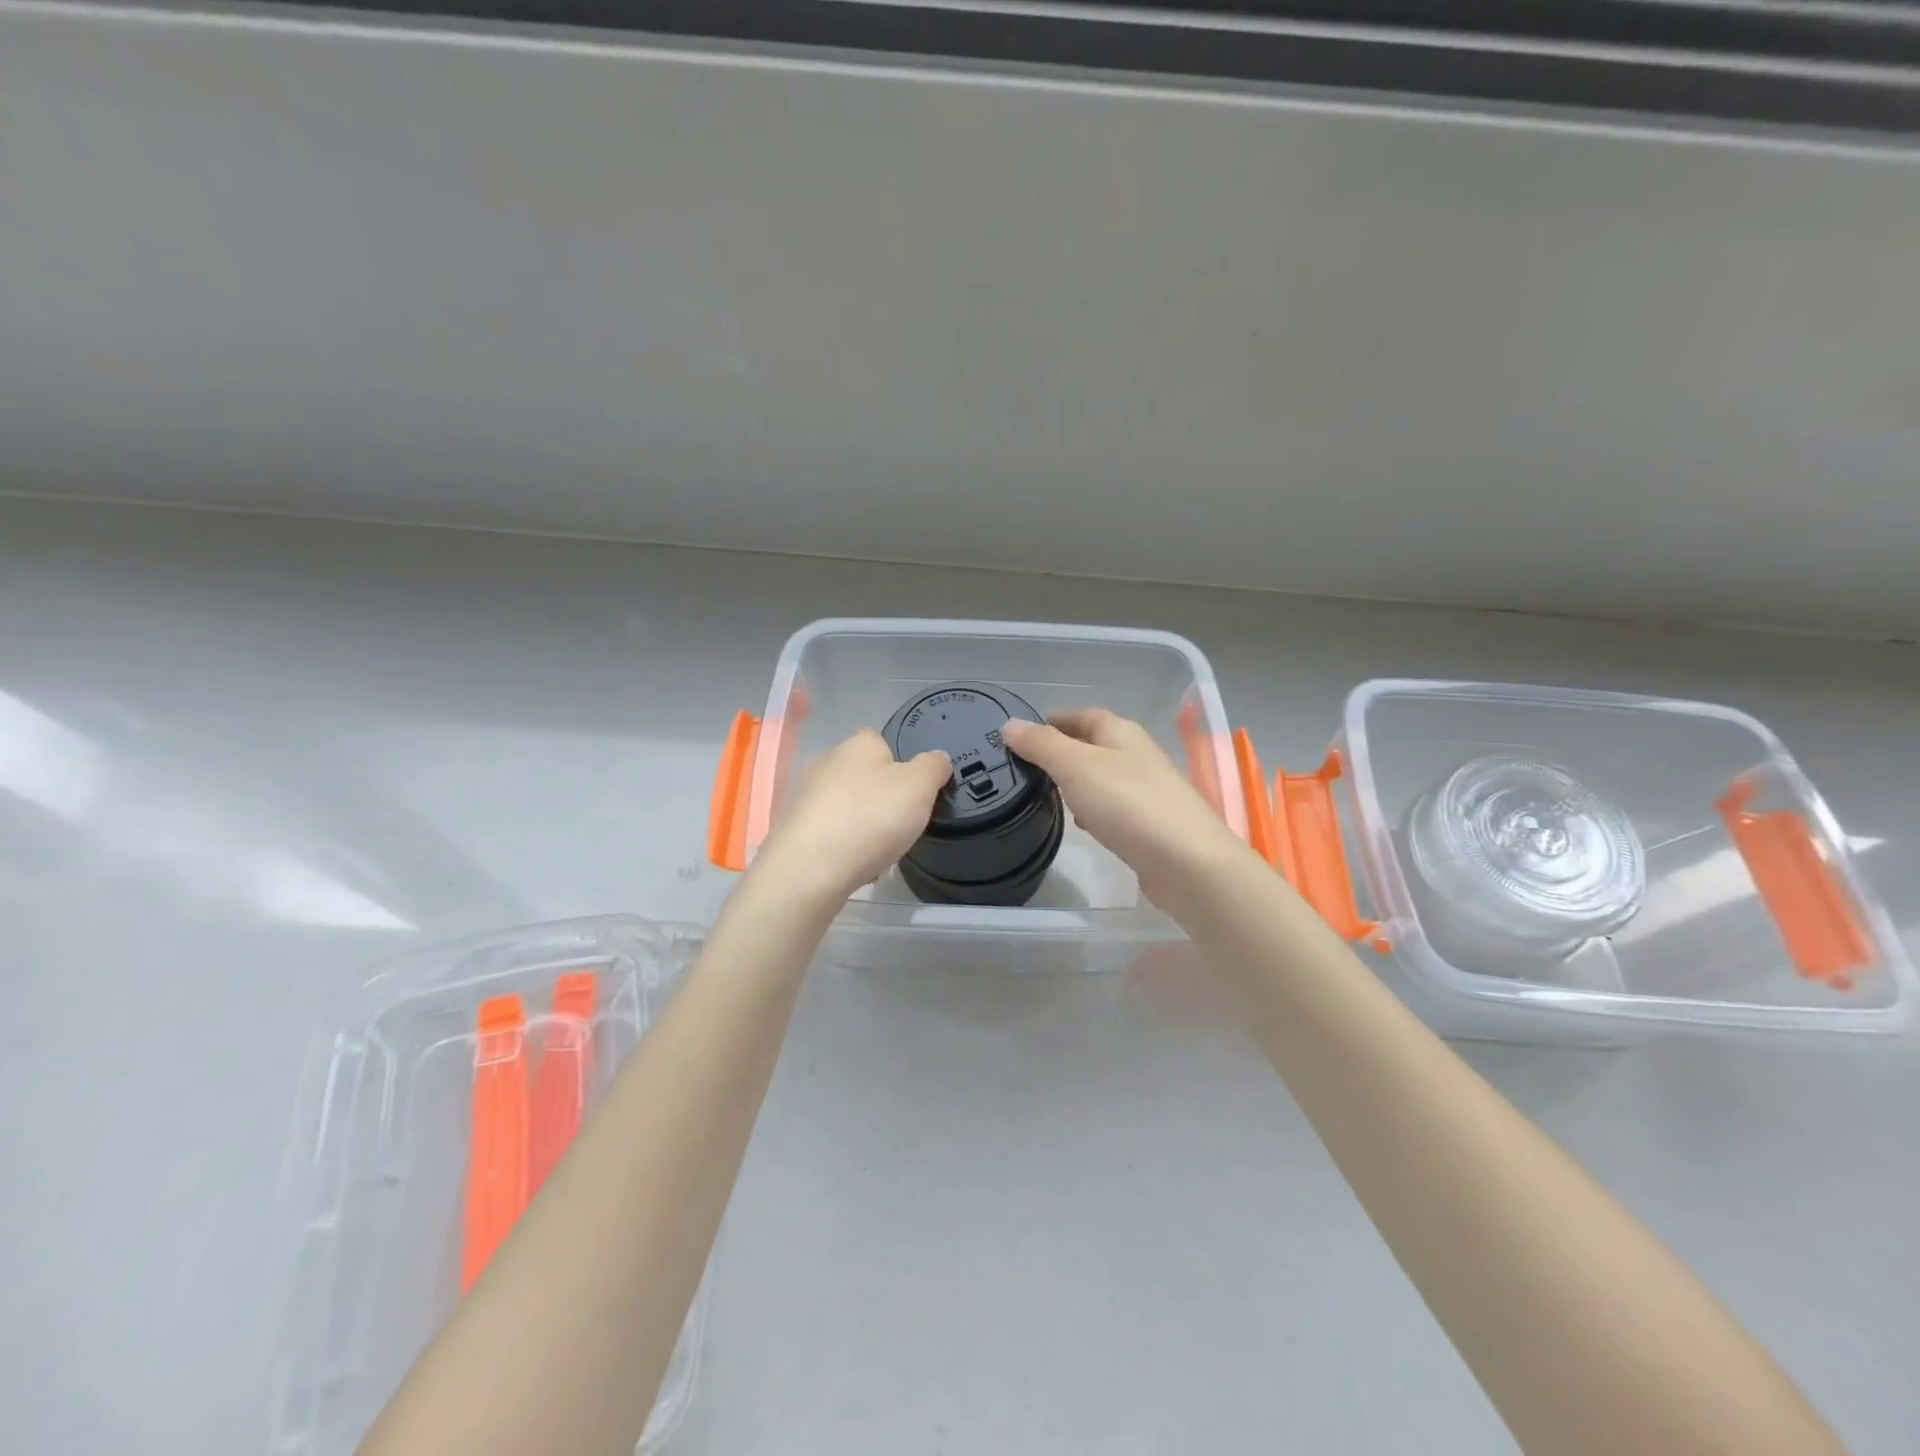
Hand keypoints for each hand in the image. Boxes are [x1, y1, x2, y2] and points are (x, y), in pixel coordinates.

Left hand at [749, 728, 951, 901]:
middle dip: (880, 796)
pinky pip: (828, 832)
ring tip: (879, 849)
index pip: (882, 741)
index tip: (914, 792)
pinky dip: (842, 845)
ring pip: (845, 805)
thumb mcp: (920, 787)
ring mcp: (805, 796)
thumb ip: (934, 767)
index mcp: (858, 744)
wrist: (809, 870)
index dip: (901, 764)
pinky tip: (853, 864)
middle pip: (863, 774)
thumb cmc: (871, 818)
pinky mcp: (793, 829)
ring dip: (861, 822)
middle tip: (901, 822)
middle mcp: (826, 762)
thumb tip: (937, 758)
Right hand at [1000, 709, 1255, 910]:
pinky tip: (1082, 824)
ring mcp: (1148, 791)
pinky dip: (1094, 808)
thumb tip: (1010, 724)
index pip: (1082, 715)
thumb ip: (1042, 745)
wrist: (1188, 863)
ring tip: (1046, 793)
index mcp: (1121, 733)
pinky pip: (1114, 807)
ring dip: (1077, 780)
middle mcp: (1137, 755)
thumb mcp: (1076, 767)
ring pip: (1104, 776)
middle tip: (1027, 764)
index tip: (1023, 731)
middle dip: (1063, 750)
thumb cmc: (1129, 805)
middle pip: (1094, 744)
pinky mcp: (1151, 824)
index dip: (1053, 719)